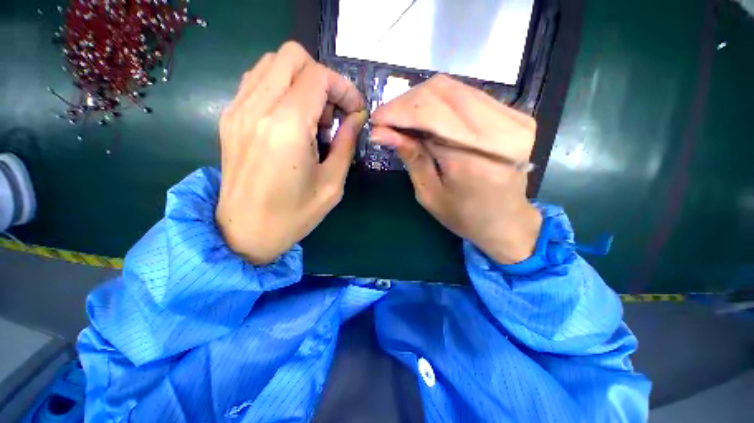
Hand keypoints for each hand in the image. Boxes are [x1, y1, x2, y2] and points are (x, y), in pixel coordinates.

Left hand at [216, 42, 365, 264]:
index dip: (344, 89)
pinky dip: (282, 88)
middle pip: (292, 56)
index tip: (355, 113)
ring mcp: (237, 109)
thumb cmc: (294, 215)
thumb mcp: (332, 184)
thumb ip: (346, 144)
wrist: (245, 232)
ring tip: (313, 118)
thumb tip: (357, 117)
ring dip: (301, 82)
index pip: (318, 77)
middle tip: (332, 114)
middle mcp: (257, 108)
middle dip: (322, 79)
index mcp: (286, 128)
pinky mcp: (230, 117)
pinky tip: (292, 120)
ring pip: (272, 63)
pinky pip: (258, 81)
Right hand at [370, 75, 541, 264]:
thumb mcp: (429, 194)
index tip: (376, 120)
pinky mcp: (515, 115)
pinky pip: (468, 95)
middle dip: (406, 103)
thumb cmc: (464, 216)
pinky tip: (427, 119)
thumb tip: (381, 131)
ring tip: (403, 119)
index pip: (430, 114)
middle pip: (442, 91)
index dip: (397, 111)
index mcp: (475, 160)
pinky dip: (440, 103)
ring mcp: (513, 119)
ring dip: (421, 101)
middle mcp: (501, 131)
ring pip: (454, 88)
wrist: (506, 221)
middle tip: (387, 120)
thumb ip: (411, 157)